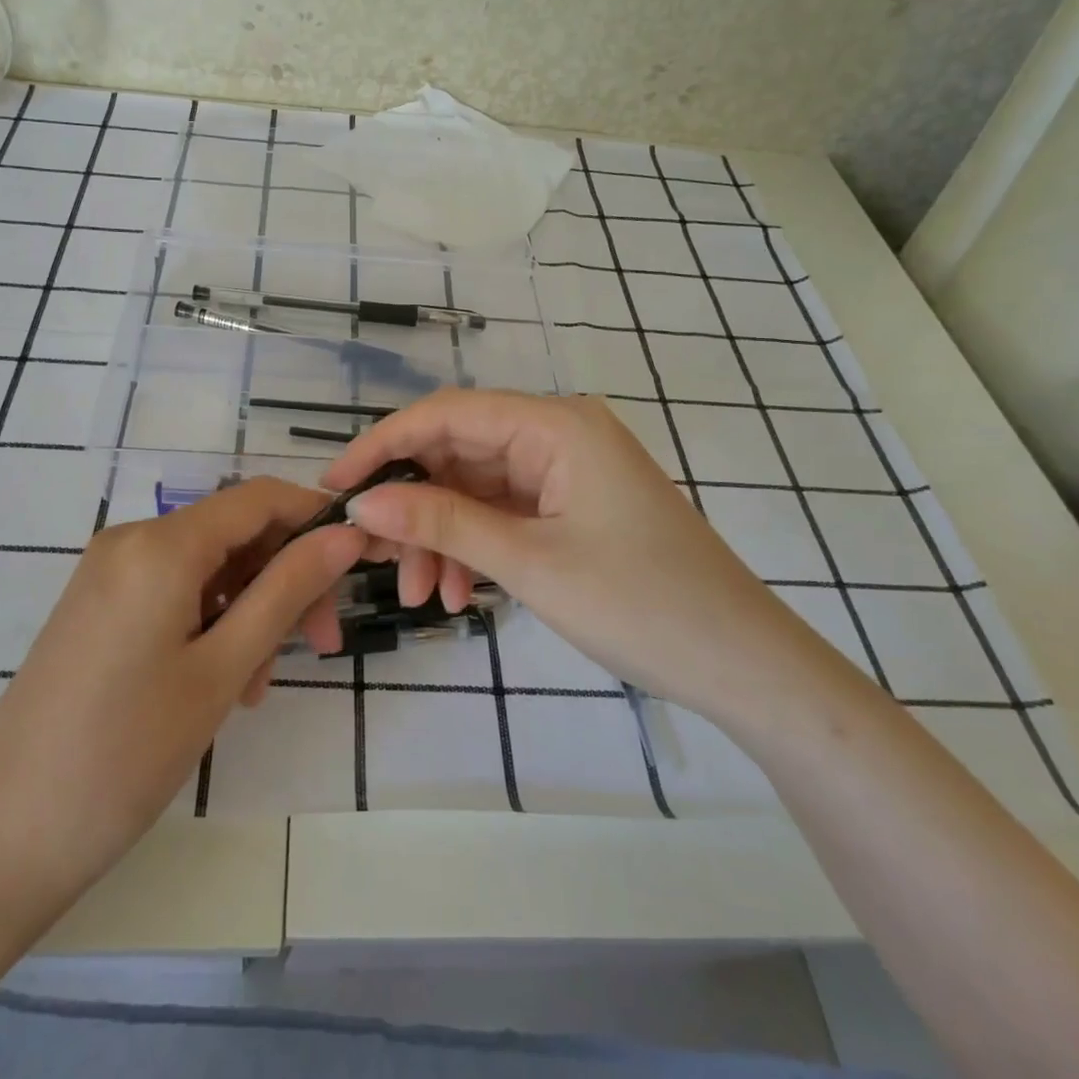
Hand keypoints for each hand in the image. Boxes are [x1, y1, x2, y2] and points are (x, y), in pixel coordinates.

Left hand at [0, 478, 364, 916]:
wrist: (0, 839)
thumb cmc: (125, 753)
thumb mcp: (223, 668)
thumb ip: (288, 590)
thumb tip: (346, 533)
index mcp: (161, 543)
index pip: (260, 497)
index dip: (316, 517)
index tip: (361, 559)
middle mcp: (132, 539)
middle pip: (236, 534)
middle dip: (286, 580)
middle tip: (322, 645)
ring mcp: (109, 572)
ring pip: (210, 568)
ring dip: (250, 612)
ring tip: (256, 687)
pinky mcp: (99, 605)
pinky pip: (176, 591)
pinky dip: (212, 623)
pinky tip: (222, 683)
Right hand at [323, 390, 821, 720]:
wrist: (743, 665)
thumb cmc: (640, 604)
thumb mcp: (528, 562)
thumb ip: (441, 523)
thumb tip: (362, 504)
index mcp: (555, 424)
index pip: (446, 414)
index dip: (384, 445)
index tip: (335, 486)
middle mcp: (558, 433)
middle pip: (458, 451)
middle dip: (413, 505)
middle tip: (371, 555)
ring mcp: (565, 470)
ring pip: (475, 488)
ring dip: (440, 535)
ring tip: (418, 594)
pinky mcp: (571, 505)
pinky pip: (502, 513)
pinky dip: (472, 547)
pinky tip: (455, 594)